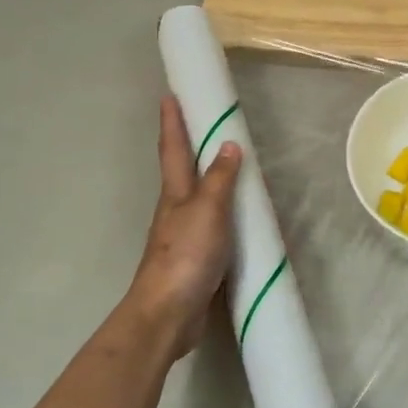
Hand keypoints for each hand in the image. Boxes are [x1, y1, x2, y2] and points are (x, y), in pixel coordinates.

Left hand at [126, 97, 241, 360]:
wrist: (169, 312)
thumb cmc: (185, 255)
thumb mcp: (207, 211)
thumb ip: (220, 180)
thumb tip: (229, 145)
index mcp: (175, 194)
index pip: (174, 149)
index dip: (172, 122)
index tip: (170, 95)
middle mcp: (176, 210)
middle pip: (181, 171)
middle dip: (189, 147)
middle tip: (204, 125)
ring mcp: (183, 236)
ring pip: (197, 199)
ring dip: (209, 180)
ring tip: (230, 167)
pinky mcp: (195, 259)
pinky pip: (213, 226)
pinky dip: (224, 214)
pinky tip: (238, 219)